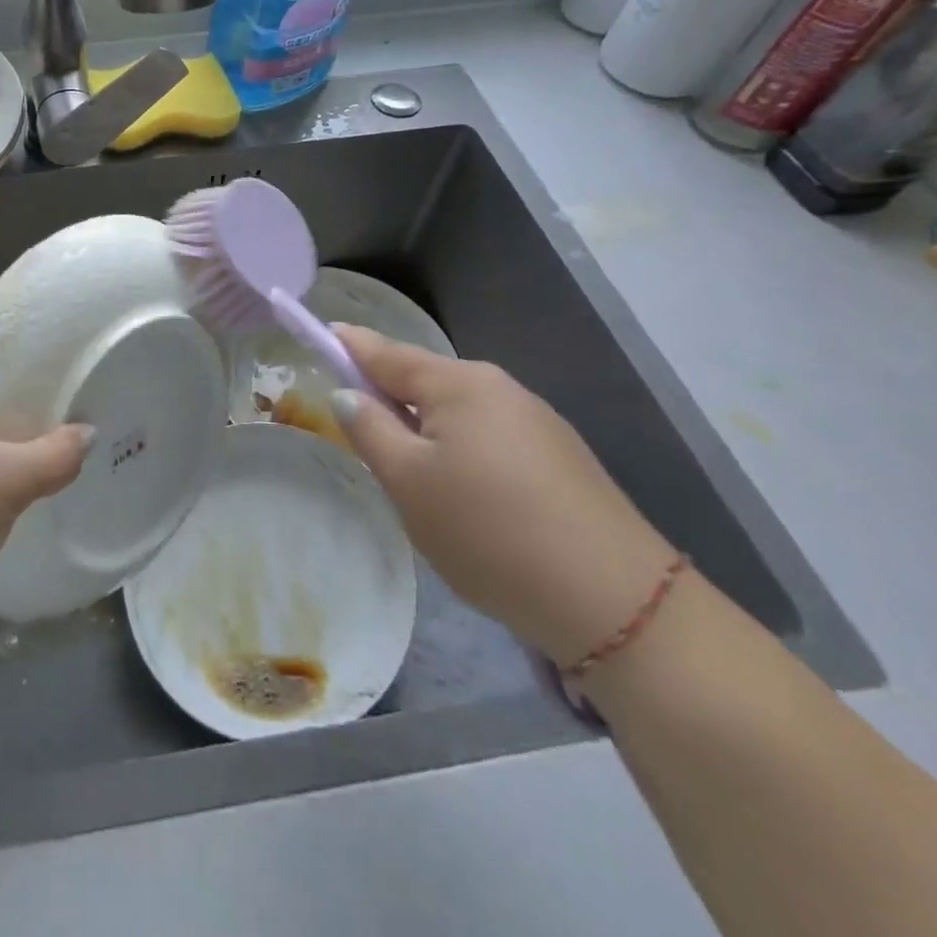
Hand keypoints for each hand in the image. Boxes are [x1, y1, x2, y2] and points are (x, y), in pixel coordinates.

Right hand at [331, 326, 678, 666]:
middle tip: (361, 438)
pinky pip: (489, 439)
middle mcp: (499, 388)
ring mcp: (536, 422)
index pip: (385, 352)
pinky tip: (466, 500)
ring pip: (458, 414)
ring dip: (425, 432)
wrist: (615, 602)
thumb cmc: (488, 530)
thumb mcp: (408, 481)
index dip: (349, 345)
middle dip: (389, 399)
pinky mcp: (561, 459)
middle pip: (424, 382)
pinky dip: (461, 453)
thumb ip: (369, 429)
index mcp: (458, 383)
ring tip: (414, 483)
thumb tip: (348, 393)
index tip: (322, 333)